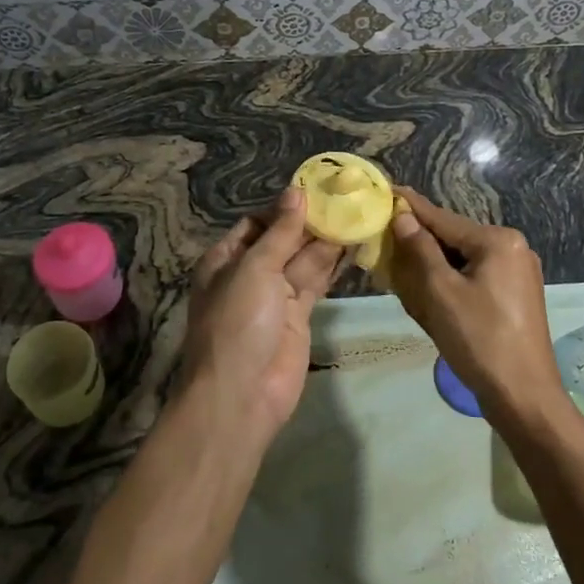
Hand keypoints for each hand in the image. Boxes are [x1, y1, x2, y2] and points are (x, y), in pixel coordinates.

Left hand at [182, 188, 343, 442]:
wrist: (242, 394)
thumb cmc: (238, 322)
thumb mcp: (255, 268)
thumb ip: (280, 232)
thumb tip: (296, 193)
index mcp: (226, 258)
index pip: (257, 223)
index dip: (285, 207)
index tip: (317, 189)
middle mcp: (250, 273)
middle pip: (283, 239)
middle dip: (310, 222)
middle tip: (346, 197)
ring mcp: (275, 295)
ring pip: (303, 259)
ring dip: (327, 240)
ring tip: (357, 213)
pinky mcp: (298, 315)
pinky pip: (316, 282)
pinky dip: (333, 265)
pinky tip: (354, 244)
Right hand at [388, 187, 564, 420]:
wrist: (524, 397)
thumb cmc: (479, 339)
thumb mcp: (441, 292)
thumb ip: (420, 249)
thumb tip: (404, 216)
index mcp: (498, 241)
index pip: (443, 219)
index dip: (412, 208)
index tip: (388, 190)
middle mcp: (513, 248)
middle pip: (454, 239)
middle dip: (420, 244)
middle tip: (387, 243)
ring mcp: (518, 273)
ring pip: (463, 260)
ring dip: (433, 266)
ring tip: (402, 270)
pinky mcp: (516, 296)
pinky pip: (475, 278)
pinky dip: (451, 282)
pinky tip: (430, 294)